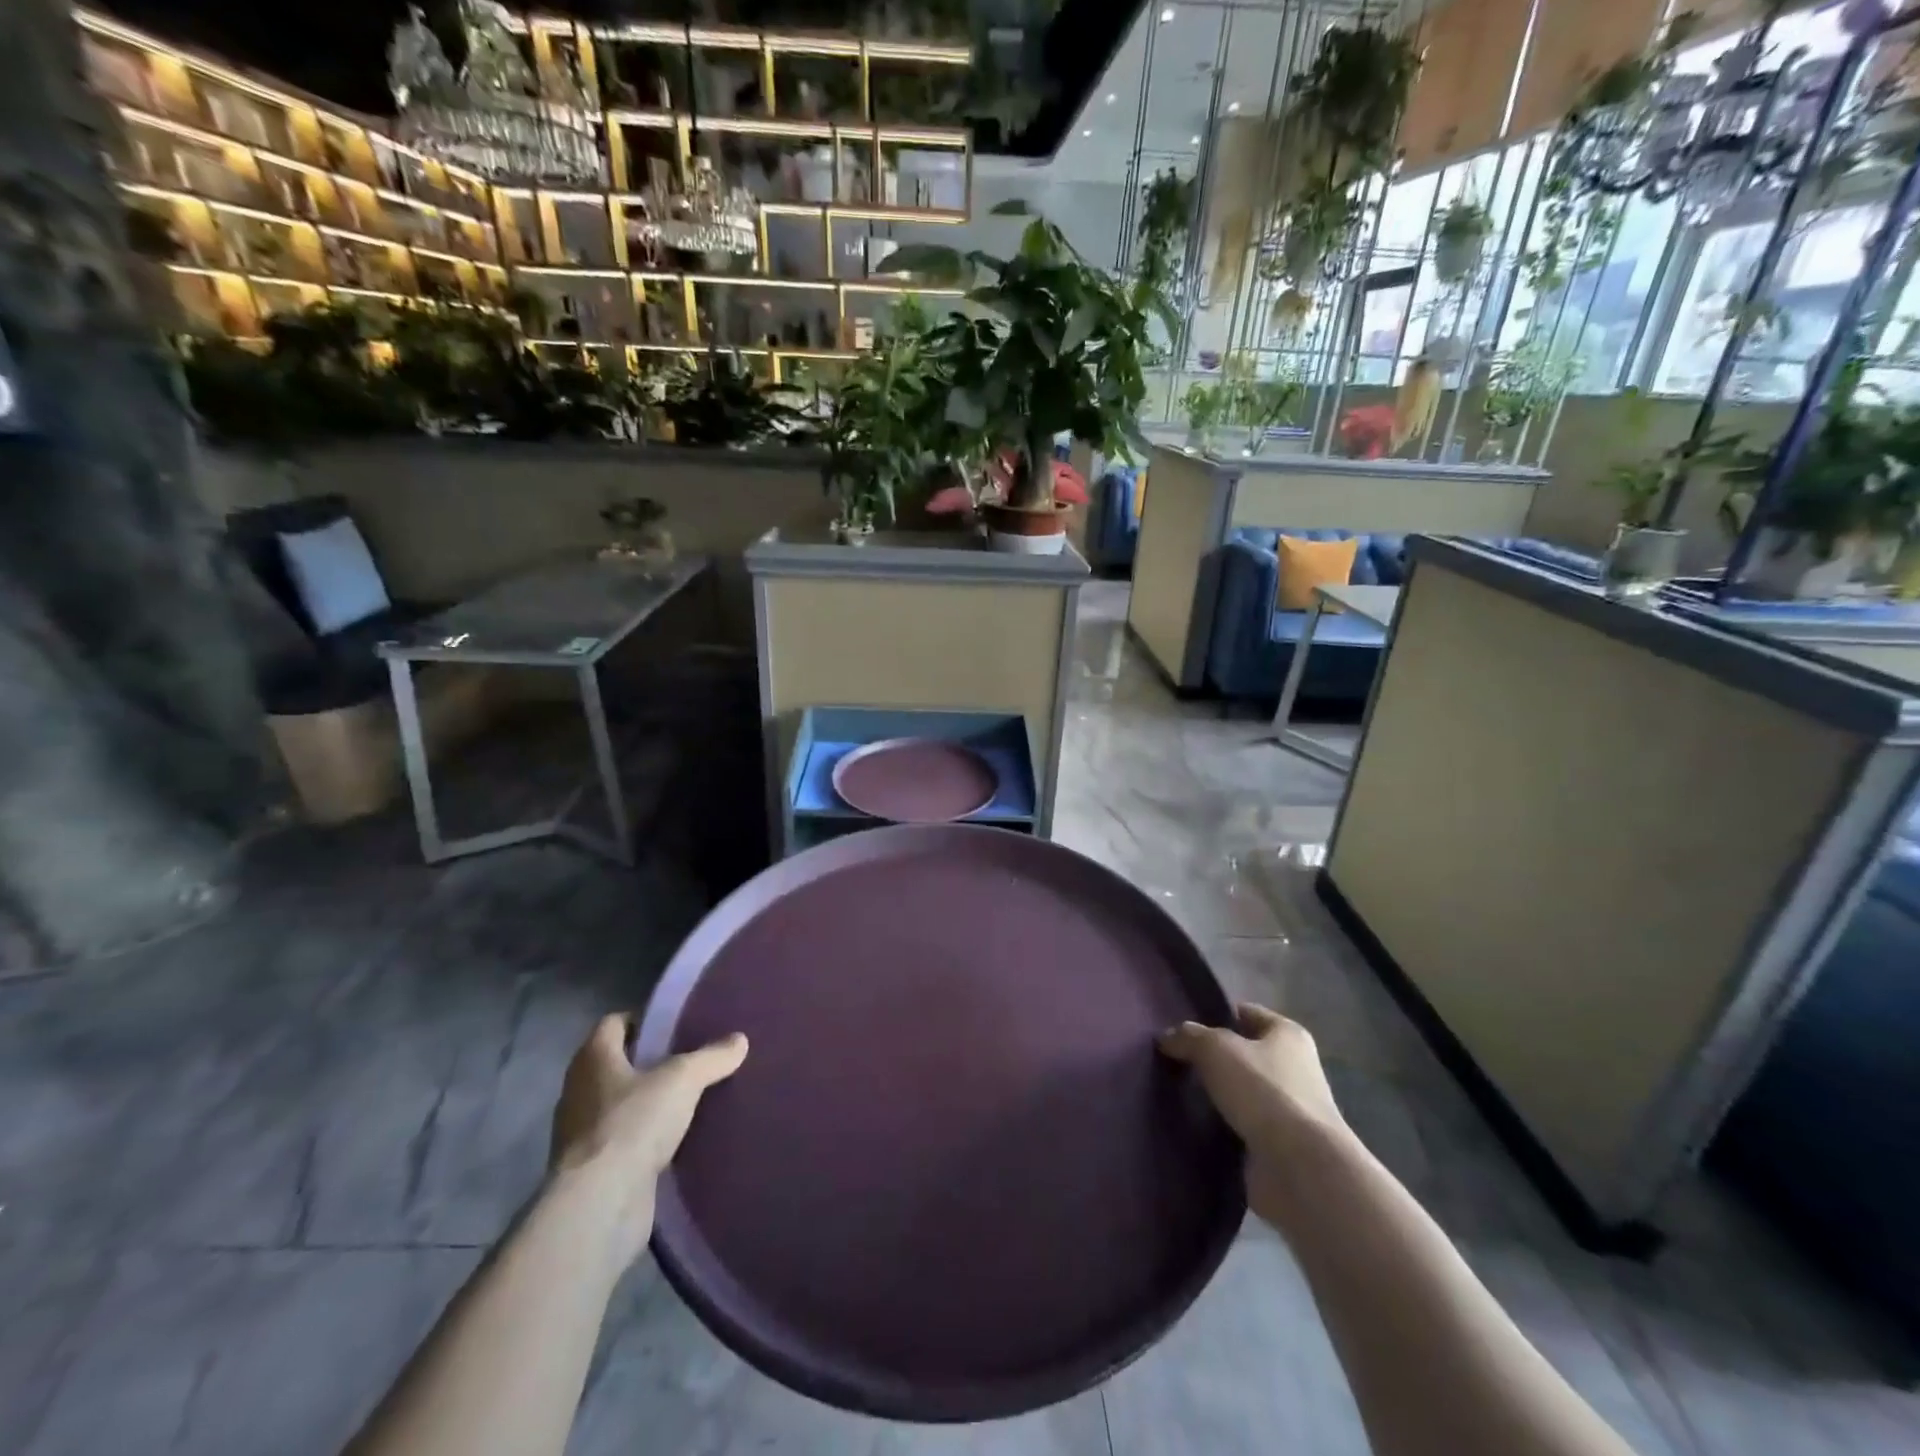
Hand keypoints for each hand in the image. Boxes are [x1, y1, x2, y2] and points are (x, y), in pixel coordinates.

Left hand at [549, 1014, 747, 1263]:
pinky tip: (674, 1141)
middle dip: (648, 1063)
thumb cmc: (634, 1123)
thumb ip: (712, 1057)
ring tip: (686, 1101)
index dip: (643, 1021)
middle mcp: (579, 1090)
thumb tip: (739, 1040)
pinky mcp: (591, 1170)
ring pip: (618, 1105)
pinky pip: (621, 1141)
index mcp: (593, 1058)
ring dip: (645, 1103)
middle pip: (616, 1064)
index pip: (613, 1023)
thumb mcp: (684, 1079)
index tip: (674, 1026)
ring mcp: (580, 1133)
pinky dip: (643, 1139)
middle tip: (688, 1061)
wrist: (600, 1204)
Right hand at [1158, 1003, 1346, 1225]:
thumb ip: (1189, 1037)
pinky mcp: (1279, 1146)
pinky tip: (1191, 1125)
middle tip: (1171, 1060)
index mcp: (1288, 1035)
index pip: (1245, 1013)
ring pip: (1239, 1092)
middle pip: (1242, 1054)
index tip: (1180, 1026)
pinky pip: (1240, 1126)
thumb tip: (1168, 1037)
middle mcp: (1294, 1068)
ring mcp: (1288, 1110)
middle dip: (1210, 1059)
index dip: (1214, 1015)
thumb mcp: (1216, 1049)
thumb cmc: (1264, 1092)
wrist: (1301, 1169)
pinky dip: (1219, 1127)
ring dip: (1214, 1096)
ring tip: (1174, 1092)